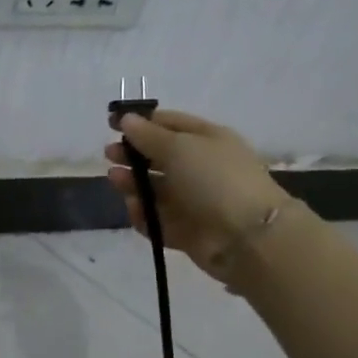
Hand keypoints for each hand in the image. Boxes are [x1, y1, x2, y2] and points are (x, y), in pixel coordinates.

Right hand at [105, 109, 296, 282]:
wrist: (248, 238)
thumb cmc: (214, 179)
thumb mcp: (179, 147)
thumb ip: (148, 135)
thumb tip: (127, 119)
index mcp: (207, 139)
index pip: (169, 124)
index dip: (141, 122)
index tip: (112, 124)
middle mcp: (201, 168)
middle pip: (159, 157)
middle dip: (133, 155)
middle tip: (109, 155)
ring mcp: (195, 201)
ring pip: (156, 189)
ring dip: (133, 184)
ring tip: (115, 180)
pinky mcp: (187, 231)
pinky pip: (158, 219)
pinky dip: (144, 215)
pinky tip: (135, 210)